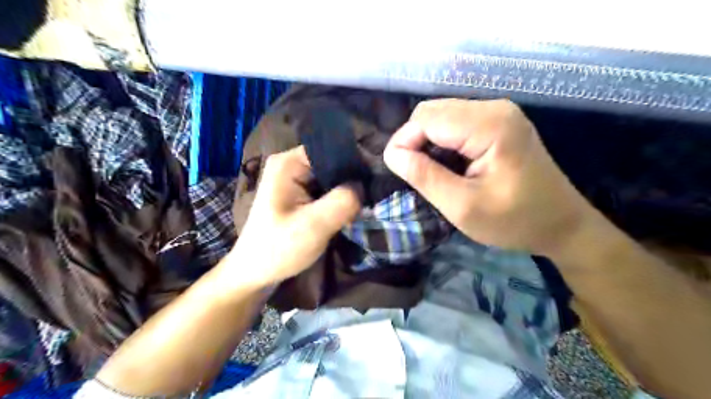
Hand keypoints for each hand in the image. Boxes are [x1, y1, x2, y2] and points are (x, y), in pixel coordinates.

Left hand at [227, 145, 361, 286]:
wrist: (256, 272)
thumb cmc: (278, 248)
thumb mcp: (314, 225)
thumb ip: (342, 201)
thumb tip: (365, 185)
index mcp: (289, 162)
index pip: (332, 148)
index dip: (356, 162)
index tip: (375, 182)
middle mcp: (292, 163)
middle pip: (333, 162)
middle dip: (352, 180)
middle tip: (371, 198)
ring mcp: (295, 178)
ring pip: (333, 177)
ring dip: (347, 192)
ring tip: (362, 207)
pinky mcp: (300, 193)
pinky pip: (327, 189)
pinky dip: (339, 199)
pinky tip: (348, 212)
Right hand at [386, 100, 592, 255]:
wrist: (563, 225)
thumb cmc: (515, 221)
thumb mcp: (463, 207)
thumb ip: (425, 177)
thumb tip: (392, 154)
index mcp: (489, 125)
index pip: (426, 117)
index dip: (405, 141)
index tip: (400, 172)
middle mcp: (494, 108)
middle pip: (433, 112)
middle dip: (415, 141)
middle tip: (416, 176)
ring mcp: (499, 113)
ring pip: (442, 116)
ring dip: (428, 142)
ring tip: (432, 173)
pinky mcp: (499, 123)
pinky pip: (456, 124)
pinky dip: (443, 142)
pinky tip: (449, 165)